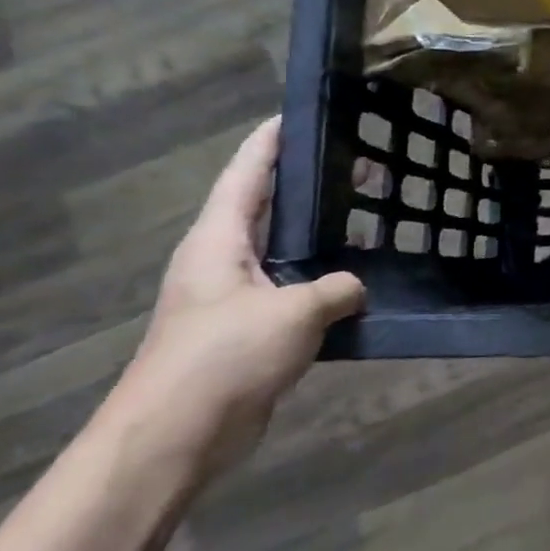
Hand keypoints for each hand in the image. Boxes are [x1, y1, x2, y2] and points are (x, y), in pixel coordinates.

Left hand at [100, 118, 365, 482]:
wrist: (177, 437)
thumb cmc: (225, 357)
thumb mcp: (295, 311)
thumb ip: (336, 287)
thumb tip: (355, 286)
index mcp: (218, 241)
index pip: (247, 173)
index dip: (272, 141)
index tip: (303, 113)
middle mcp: (223, 261)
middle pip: (269, 207)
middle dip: (311, 185)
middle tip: (363, 162)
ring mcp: (236, 298)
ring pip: (287, 252)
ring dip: (324, 235)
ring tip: (373, 215)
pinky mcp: (251, 333)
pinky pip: (296, 291)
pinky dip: (326, 280)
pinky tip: (363, 278)